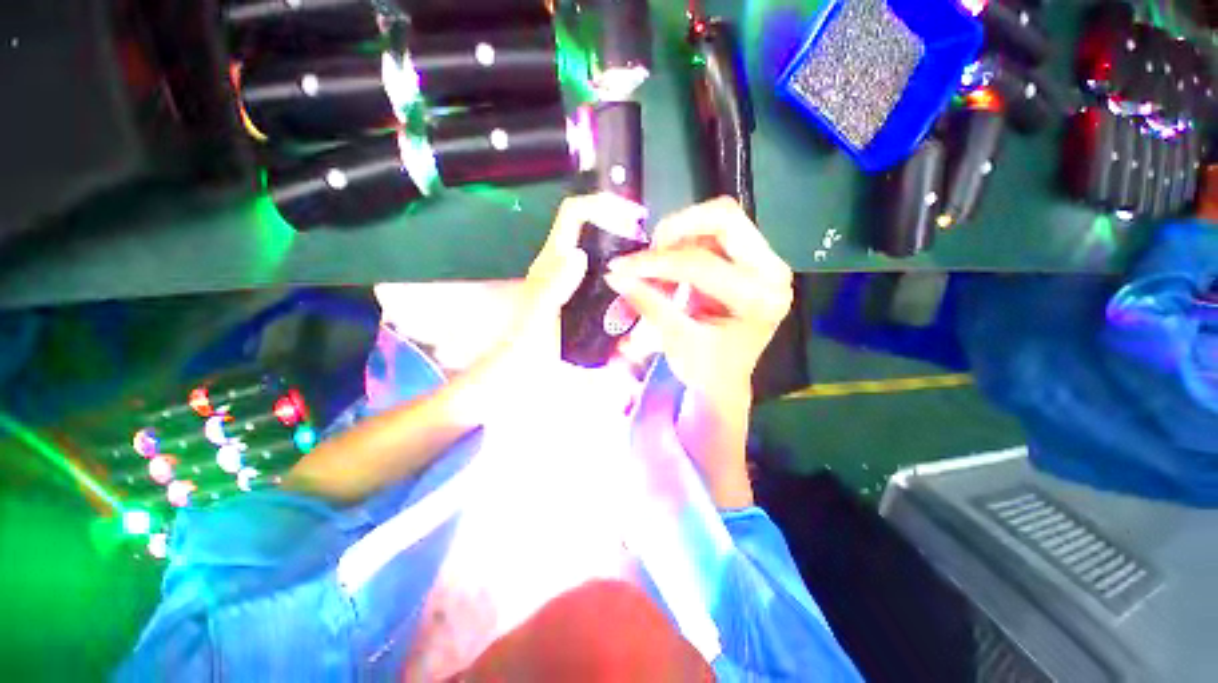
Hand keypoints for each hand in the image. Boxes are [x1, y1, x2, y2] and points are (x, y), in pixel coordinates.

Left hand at [487, 193, 647, 380]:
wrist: (528, 367)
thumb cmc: (529, 341)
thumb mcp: (539, 314)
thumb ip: (554, 287)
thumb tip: (578, 254)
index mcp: (554, 259)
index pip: (575, 214)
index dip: (602, 204)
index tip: (634, 216)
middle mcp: (569, 264)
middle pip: (599, 232)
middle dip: (626, 234)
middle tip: (651, 254)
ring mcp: (581, 283)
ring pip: (610, 259)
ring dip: (631, 264)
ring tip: (652, 284)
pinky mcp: (589, 300)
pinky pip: (613, 285)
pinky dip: (629, 289)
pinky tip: (641, 307)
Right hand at [603, 197, 793, 407]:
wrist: (725, 380)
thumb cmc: (706, 370)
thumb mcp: (676, 339)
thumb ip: (648, 301)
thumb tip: (614, 273)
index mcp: (759, 299)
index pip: (702, 264)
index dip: (656, 263)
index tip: (621, 267)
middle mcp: (772, 272)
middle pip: (724, 219)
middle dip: (677, 229)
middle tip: (648, 253)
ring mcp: (765, 261)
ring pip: (719, 220)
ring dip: (680, 236)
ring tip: (657, 265)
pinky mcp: (752, 259)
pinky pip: (716, 232)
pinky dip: (686, 242)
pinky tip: (670, 265)